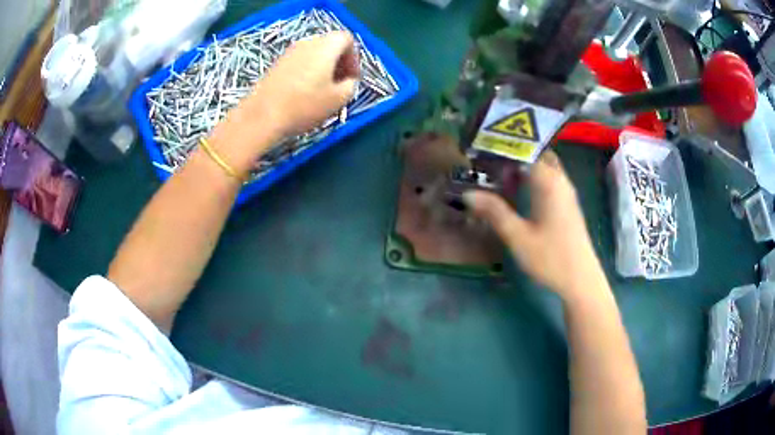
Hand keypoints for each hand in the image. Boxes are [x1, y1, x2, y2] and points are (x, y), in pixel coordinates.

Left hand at [207, 31, 358, 174]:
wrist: (262, 116)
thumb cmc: (304, 105)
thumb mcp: (339, 99)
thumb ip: (351, 85)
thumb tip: (348, 80)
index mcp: (326, 46)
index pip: (347, 39)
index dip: (354, 58)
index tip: (352, 78)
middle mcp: (307, 43)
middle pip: (330, 45)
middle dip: (339, 62)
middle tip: (340, 84)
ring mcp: (289, 53)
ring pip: (314, 54)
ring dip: (323, 68)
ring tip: (322, 91)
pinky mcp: (277, 64)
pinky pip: (300, 62)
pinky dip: (308, 72)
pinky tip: (304, 93)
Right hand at [463, 151, 607, 302]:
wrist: (581, 280)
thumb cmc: (551, 258)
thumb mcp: (518, 236)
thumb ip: (494, 211)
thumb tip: (467, 193)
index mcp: (549, 181)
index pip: (525, 149)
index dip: (502, 146)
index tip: (480, 149)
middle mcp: (560, 179)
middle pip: (536, 153)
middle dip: (513, 153)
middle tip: (489, 160)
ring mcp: (566, 191)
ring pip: (544, 165)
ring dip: (523, 165)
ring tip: (498, 174)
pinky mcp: (567, 203)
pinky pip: (548, 178)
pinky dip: (532, 177)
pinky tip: (518, 192)